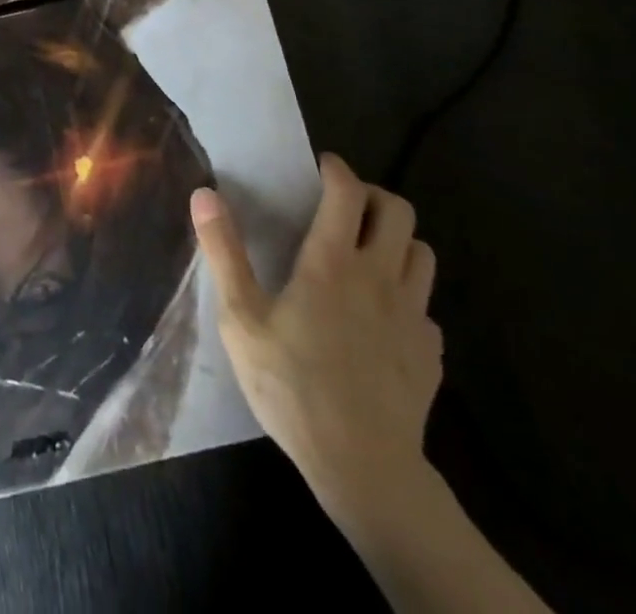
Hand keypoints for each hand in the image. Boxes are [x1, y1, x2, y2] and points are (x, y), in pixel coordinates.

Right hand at [191, 154, 442, 537]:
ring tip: (369, 254)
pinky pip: (426, 304)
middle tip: (345, 207)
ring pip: (422, 252)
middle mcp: (379, 275)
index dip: (336, 169)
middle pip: (398, 210)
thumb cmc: (293, 387)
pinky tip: (385, 318)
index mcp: (332, 261)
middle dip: (373, 195)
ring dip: (397, 241)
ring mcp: (412, 313)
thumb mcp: (242, 321)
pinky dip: (408, 296)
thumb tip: (205, 194)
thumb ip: (224, 253)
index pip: (347, 191)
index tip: (321, 168)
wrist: (363, 468)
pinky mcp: (430, 350)